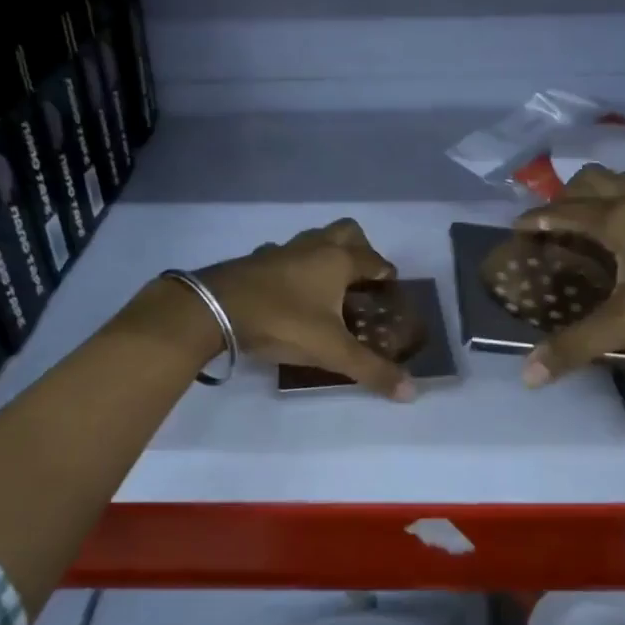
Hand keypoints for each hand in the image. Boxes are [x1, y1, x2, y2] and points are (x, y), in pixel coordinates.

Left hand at [194, 218, 415, 400]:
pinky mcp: (256, 260)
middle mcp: (313, 247)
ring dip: (326, 254)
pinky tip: (290, 290)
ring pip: (313, 239)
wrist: (213, 308)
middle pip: (346, 232)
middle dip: (360, 248)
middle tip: (362, 278)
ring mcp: (282, 250)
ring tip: (329, 285)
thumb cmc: (282, 322)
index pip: (374, 259)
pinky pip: (284, 255)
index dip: (386, 273)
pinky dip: (295, 266)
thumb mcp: (331, 350)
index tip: (391, 288)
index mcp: (338, 260)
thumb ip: (371, 370)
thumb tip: (411, 392)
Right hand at [511, 165, 624, 384]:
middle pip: (591, 181)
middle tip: (551, 230)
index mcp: (617, 219)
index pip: (562, 211)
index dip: (534, 219)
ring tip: (585, 231)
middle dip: (564, 198)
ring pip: (621, 186)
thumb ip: (578, 345)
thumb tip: (528, 374)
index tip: (513, 231)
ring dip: (597, 198)